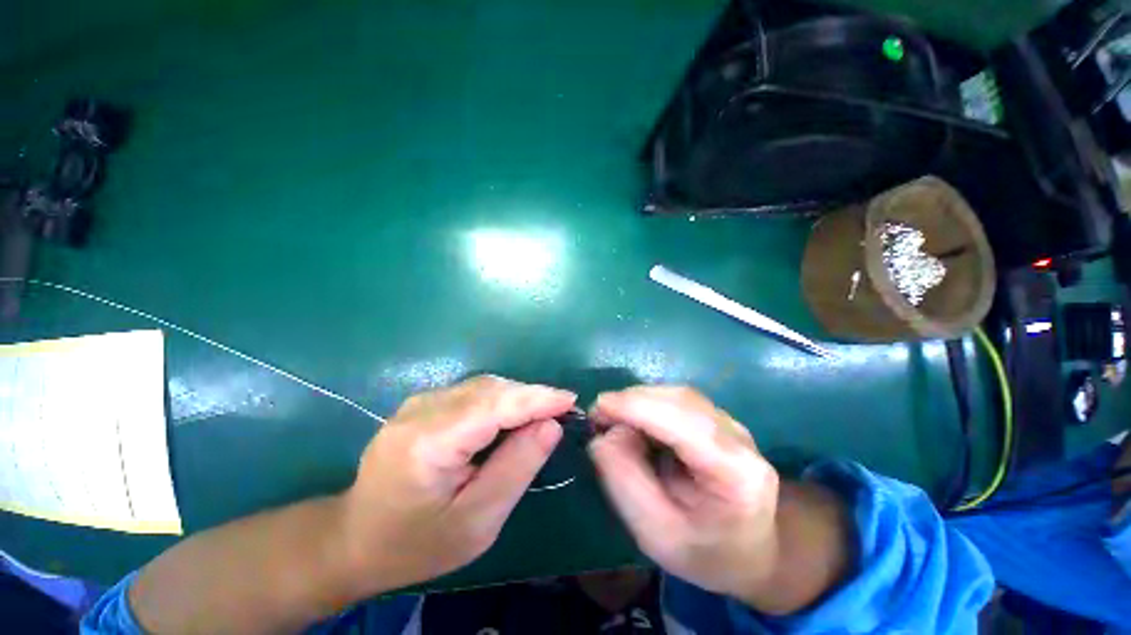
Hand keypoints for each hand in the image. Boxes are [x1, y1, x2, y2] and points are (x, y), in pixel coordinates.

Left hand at [340, 375, 574, 593]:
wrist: (356, 538)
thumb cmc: (417, 543)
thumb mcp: (476, 521)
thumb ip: (517, 468)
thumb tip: (551, 426)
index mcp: (428, 442)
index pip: (494, 405)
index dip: (537, 398)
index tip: (571, 400)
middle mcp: (421, 410)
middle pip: (490, 389)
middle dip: (531, 397)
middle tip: (561, 413)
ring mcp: (419, 402)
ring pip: (484, 386)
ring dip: (518, 397)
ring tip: (543, 415)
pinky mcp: (423, 403)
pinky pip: (473, 392)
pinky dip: (501, 400)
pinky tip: (513, 416)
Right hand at [589, 386, 849, 614]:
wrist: (752, 552)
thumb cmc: (705, 553)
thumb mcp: (657, 534)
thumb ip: (626, 482)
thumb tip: (603, 435)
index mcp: (735, 473)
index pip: (682, 423)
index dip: (636, 407)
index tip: (598, 407)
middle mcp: (738, 438)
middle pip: (679, 401)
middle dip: (632, 401)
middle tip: (599, 418)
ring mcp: (731, 424)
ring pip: (676, 395)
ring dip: (638, 401)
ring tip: (613, 421)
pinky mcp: (718, 419)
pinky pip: (677, 401)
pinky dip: (648, 405)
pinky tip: (635, 423)